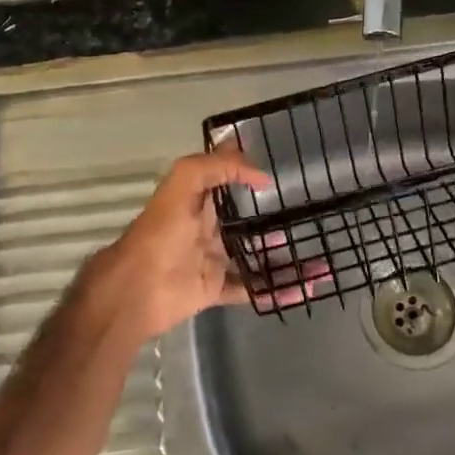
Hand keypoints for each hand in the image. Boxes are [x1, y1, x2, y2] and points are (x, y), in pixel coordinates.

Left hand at [77, 144, 314, 344]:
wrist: (135, 290)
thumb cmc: (160, 232)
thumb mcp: (183, 183)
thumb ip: (218, 168)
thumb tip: (260, 175)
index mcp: (198, 199)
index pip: (225, 176)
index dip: (247, 168)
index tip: (280, 165)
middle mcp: (207, 227)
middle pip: (246, 219)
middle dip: (273, 216)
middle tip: (309, 213)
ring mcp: (212, 260)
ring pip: (254, 255)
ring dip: (283, 256)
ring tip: (318, 255)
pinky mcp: (215, 289)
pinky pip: (251, 288)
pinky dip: (276, 289)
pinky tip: (302, 288)